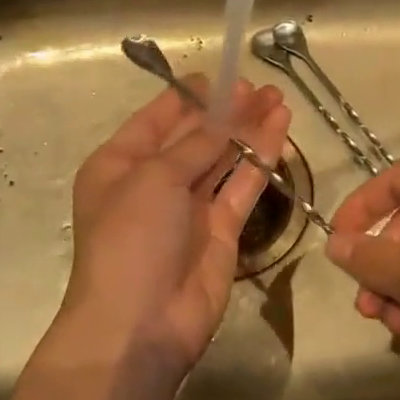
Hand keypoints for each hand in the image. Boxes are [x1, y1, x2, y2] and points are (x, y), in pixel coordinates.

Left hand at [59, 77, 291, 379]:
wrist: (140, 324)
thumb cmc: (130, 239)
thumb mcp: (154, 179)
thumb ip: (195, 144)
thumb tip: (224, 116)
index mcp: (119, 165)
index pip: (155, 120)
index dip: (187, 96)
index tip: (220, 75)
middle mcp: (152, 183)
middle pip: (193, 137)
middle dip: (225, 110)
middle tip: (260, 86)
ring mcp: (188, 208)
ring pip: (222, 158)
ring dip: (248, 129)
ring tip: (277, 98)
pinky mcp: (220, 230)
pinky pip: (242, 186)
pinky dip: (260, 158)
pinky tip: (280, 130)